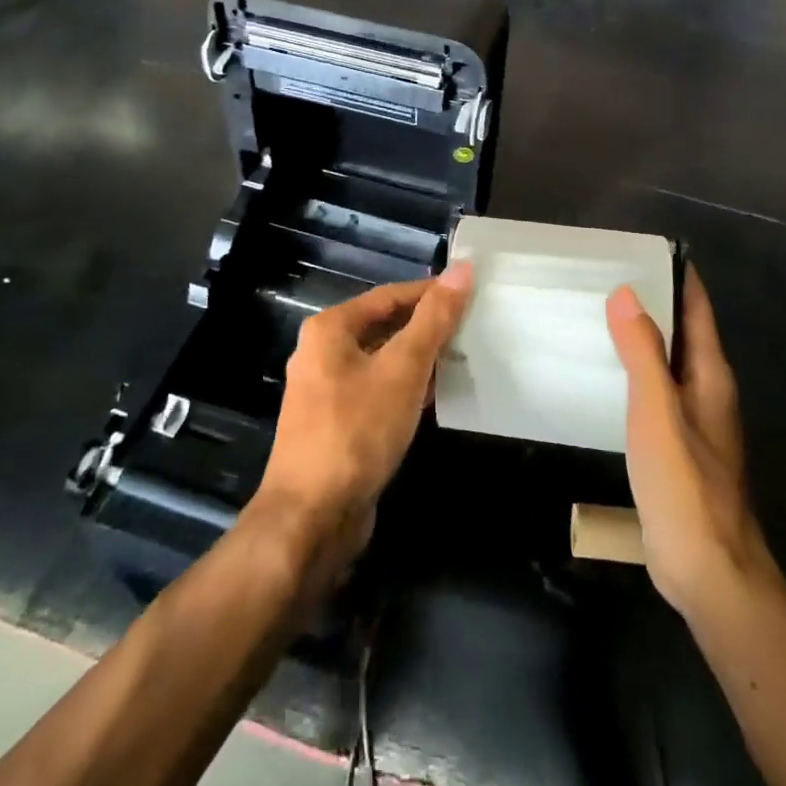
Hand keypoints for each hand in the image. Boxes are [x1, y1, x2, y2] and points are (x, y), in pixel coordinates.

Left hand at [251, 264, 473, 576]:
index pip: (390, 295)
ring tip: (464, 356)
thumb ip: (434, 319)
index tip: (471, 292)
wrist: (312, 517)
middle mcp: (323, 352)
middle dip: (427, 326)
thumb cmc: (357, 430)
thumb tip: (462, 269)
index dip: (431, 292)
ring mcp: (327, 391)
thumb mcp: (403, 368)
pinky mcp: (337, 424)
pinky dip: (407, 387)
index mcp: (331, 329)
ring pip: (383, 360)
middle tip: (473, 325)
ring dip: (420, 358)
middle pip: (384, 325)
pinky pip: (378, 390)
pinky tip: (438, 395)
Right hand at [607, 266, 772, 619]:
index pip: (697, 308)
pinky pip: (654, 392)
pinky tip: (603, 375)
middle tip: (602, 276)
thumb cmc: (685, 485)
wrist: (709, 572)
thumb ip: (642, 353)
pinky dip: (632, 372)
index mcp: (711, 375)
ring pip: (666, 362)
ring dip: (640, 337)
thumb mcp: (658, 412)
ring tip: (595, 315)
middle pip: (682, 331)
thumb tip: (626, 292)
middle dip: (651, 301)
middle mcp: (707, 390)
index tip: (640, 249)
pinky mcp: (676, 447)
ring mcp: (693, 421)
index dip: (676, 275)